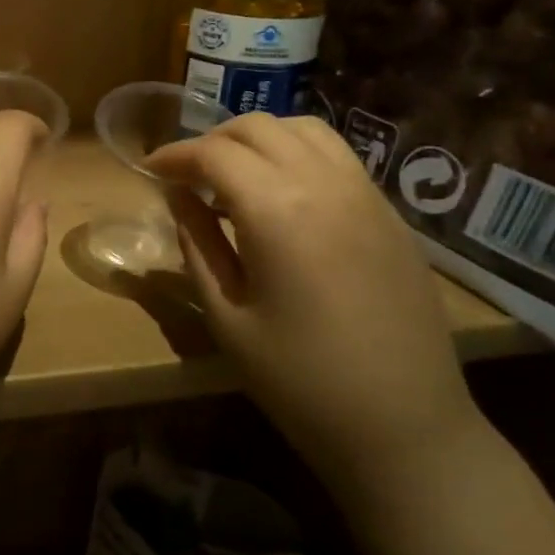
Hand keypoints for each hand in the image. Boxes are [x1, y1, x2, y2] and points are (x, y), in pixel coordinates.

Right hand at [146, 114, 480, 489]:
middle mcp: (325, 185)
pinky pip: (337, 156)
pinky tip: (283, 194)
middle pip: (258, 128)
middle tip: (186, 175)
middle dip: (212, 140)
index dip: (174, 155)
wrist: (405, 427)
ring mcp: (366, 195)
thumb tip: (177, 197)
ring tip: (234, 175)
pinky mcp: (390, 214)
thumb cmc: (299, 381)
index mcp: (277, 211)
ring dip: (258, 139)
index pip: (214, 154)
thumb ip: (197, 245)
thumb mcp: (227, 316)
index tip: (149, 170)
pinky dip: (297, 153)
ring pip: (304, 130)